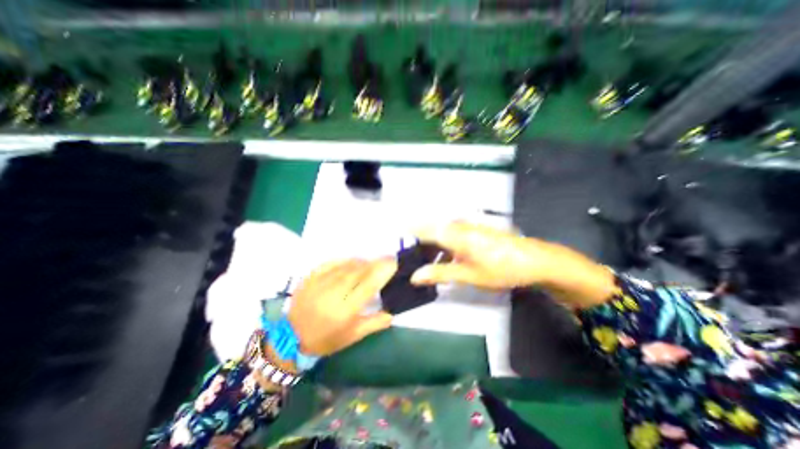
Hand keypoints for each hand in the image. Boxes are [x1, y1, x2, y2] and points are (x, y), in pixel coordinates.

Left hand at [292, 259, 396, 355]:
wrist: (291, 338)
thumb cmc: (326, 339)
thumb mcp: (352, 336)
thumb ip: (374, 323)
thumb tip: (392, 313)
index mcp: (346, 310)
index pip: (369, 285)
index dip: (382, 272)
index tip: (393, 263)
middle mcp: (334, 294)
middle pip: (358, 272)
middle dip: (374, 263)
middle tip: (386, 258)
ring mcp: (320, 284)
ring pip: (346, 266)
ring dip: (361, 261)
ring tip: (370, 261)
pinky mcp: (310, 278)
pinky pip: (330, 263)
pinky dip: (344, 260)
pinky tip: (351, 261)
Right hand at [408, 221, 612, 309]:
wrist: (534, 260)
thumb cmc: (500, 268)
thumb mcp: (468, 274)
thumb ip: (439, 273)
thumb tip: (414, 276)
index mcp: (453, 233)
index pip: (421, 229)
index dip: (405, 234)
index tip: (393, 244)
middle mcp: (457, 225)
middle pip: (428, 231)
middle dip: (415, 244)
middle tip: (406, 260)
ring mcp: (466, 227)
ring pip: (439, 233)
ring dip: (429, 247)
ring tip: (421, 264)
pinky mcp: (473, 231)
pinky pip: (450, 235)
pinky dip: (442, 246)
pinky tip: (442, 260)